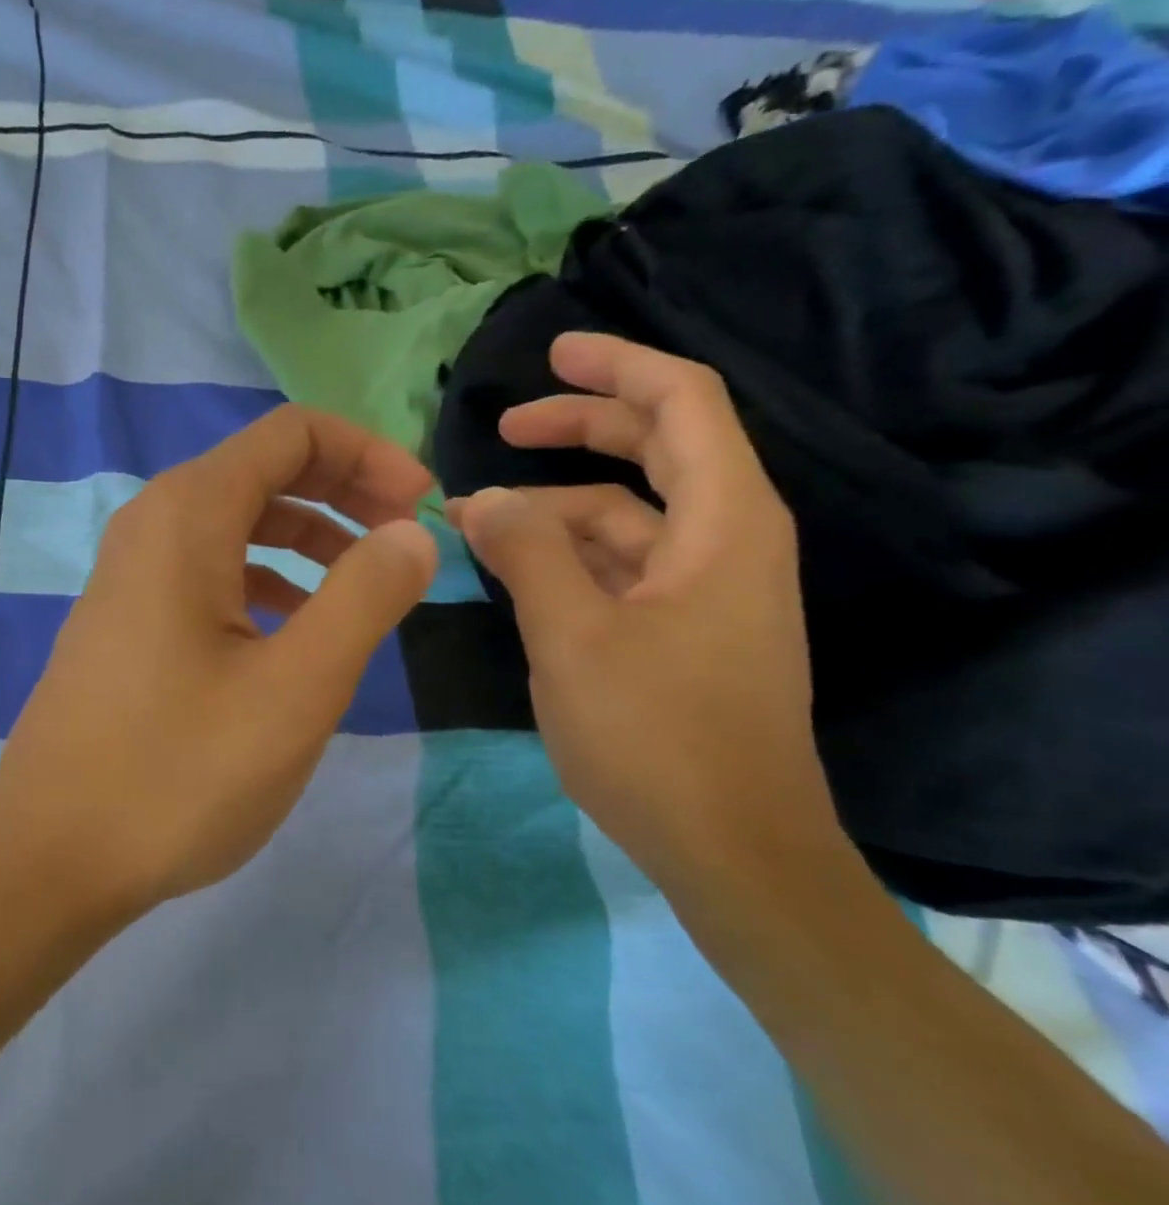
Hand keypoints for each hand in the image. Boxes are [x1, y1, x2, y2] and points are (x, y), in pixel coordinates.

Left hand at [0, 406, 437, 913]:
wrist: (51, 858)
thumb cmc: (178, 772)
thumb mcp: (296, 688)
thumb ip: (365, 597)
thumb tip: (412, 532)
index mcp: (187, 515)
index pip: (292, 434)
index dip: (369, 456)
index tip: (422, 507)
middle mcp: (150, 525)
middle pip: (263, 471)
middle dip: (345, 492)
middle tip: (406, 540)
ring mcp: (129, 575)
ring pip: (236, 524)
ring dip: (308, 538)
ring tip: (363, 586)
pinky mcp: (125, 622)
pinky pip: (207, 572)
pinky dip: (264, 579)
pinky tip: (293, 628)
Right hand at [449, 332, 831, 884]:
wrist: (730, 850)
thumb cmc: (657, 735)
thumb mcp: (573, 635)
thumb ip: (525, 553)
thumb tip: (481, 501)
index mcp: (722, 522)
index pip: (682, 402)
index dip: (617, 366)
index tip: (551, 354)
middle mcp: (725, 540)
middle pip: (653, 450)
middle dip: (576, 430)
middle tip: (501, 429)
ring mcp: (704, 589)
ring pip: (624, 517)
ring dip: (552, 510)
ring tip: (474, 524)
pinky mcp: (682, 630)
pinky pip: (619, 567)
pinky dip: (566, 557)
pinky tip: (513, 570)